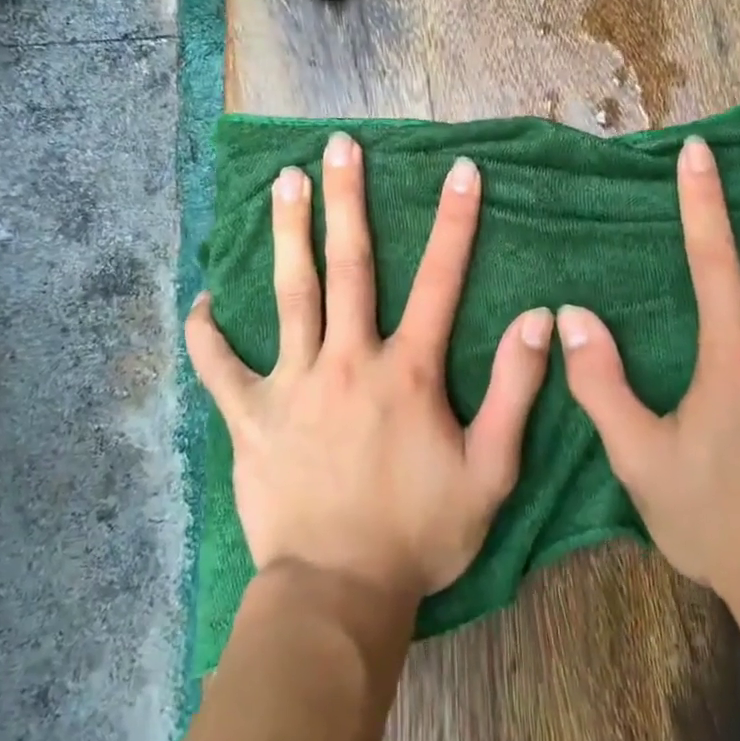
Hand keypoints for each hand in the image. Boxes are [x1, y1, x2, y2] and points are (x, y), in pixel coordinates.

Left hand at [186, 131, 553, 602]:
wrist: (340, 594)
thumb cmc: (421, 534)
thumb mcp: (491, 472)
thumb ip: (515, 392)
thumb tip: (537, 319)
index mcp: (408, 372)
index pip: (440, 279)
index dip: (455, 221)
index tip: (460, 169)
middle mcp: (348, 361)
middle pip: (349, 265)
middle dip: (347, 199)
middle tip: (338, 146)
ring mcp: (293, 385)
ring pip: (289, 294)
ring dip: (288, 233)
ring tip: (283, 181)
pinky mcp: (251, 418)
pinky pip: (221, 367)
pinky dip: (208, 333)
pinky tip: (202, 300)